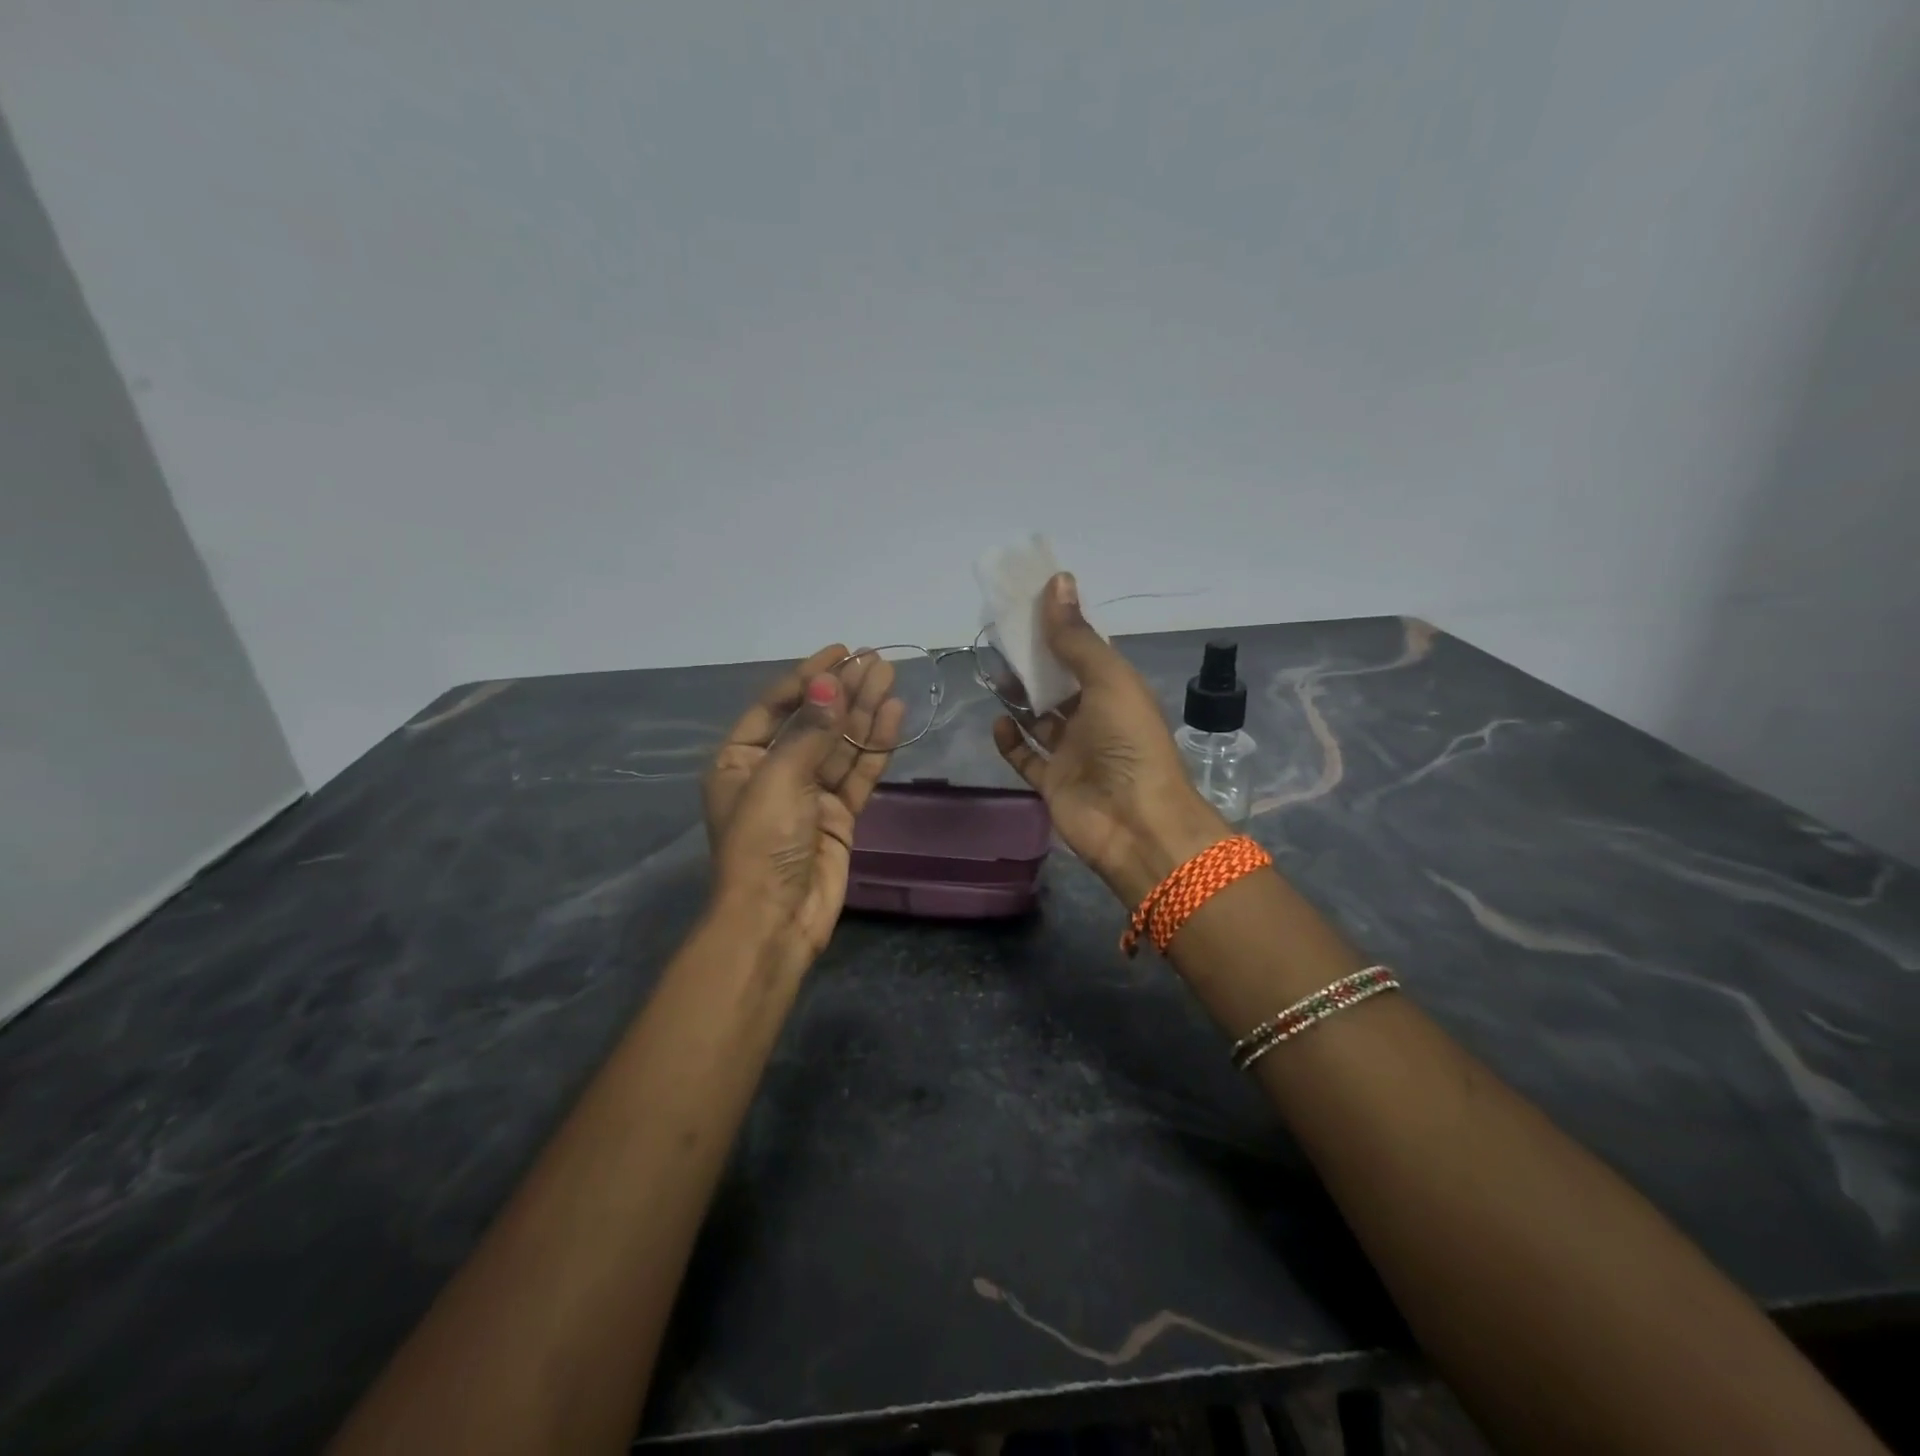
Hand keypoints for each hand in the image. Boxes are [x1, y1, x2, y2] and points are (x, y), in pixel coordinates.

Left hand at [703, 645, 904, 969]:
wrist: (776, 920)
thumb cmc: (762, 843)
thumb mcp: (778, 780)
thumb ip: (809, 731)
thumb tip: (828, 684)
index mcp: (739, 761)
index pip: (774, 707)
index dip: (807, 677)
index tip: (839, 651)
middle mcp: (773, 773)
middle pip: (813, 721)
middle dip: (842, 690)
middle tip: (874, 659)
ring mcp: (808, 795)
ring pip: (840, 745)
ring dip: (863, 711)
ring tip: (889, 676)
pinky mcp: (838, 817)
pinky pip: (858, 773)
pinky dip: (875, 746)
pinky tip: (892, 715)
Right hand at [992, 574, 1228, 903]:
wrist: (1136, 823)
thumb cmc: (1129, 742)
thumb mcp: (1108, 679)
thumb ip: (1077, 637)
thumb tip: (1057, 580)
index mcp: (1115, 690)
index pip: (1083, 651)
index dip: (1058, 627)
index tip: (1026, 604)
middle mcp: (1094, 718)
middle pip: (1057, 683)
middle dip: (1032, 661)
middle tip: (999, 637)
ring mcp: (1072, 752)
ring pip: (1038, 718)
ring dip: (1018, 697)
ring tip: (993, 672)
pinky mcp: (1052, 782)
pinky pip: (1026, 757)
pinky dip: (1010, 740)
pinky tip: (997, 721)